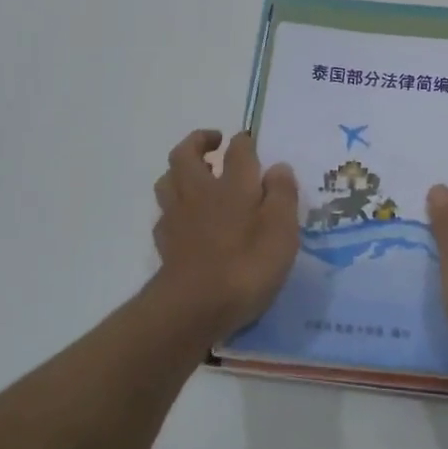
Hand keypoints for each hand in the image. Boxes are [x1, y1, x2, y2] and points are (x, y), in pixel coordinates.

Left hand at [149, 129, 298, 340]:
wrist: (194, 307)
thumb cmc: (247, 265)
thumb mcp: (281, 230)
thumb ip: (282, 195)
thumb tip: (278, 167)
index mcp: (233, 185)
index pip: (238, 150)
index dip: (245, 141)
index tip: (251, 141)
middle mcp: (200, 192)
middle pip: (186, 154)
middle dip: (198, 141)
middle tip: (214, 142)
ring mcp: (177, 217)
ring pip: (168, 179)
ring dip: (180, 169)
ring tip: (196, 174)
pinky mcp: (165, 242)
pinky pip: (165, 213)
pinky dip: (174, 206)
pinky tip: (186, 217)